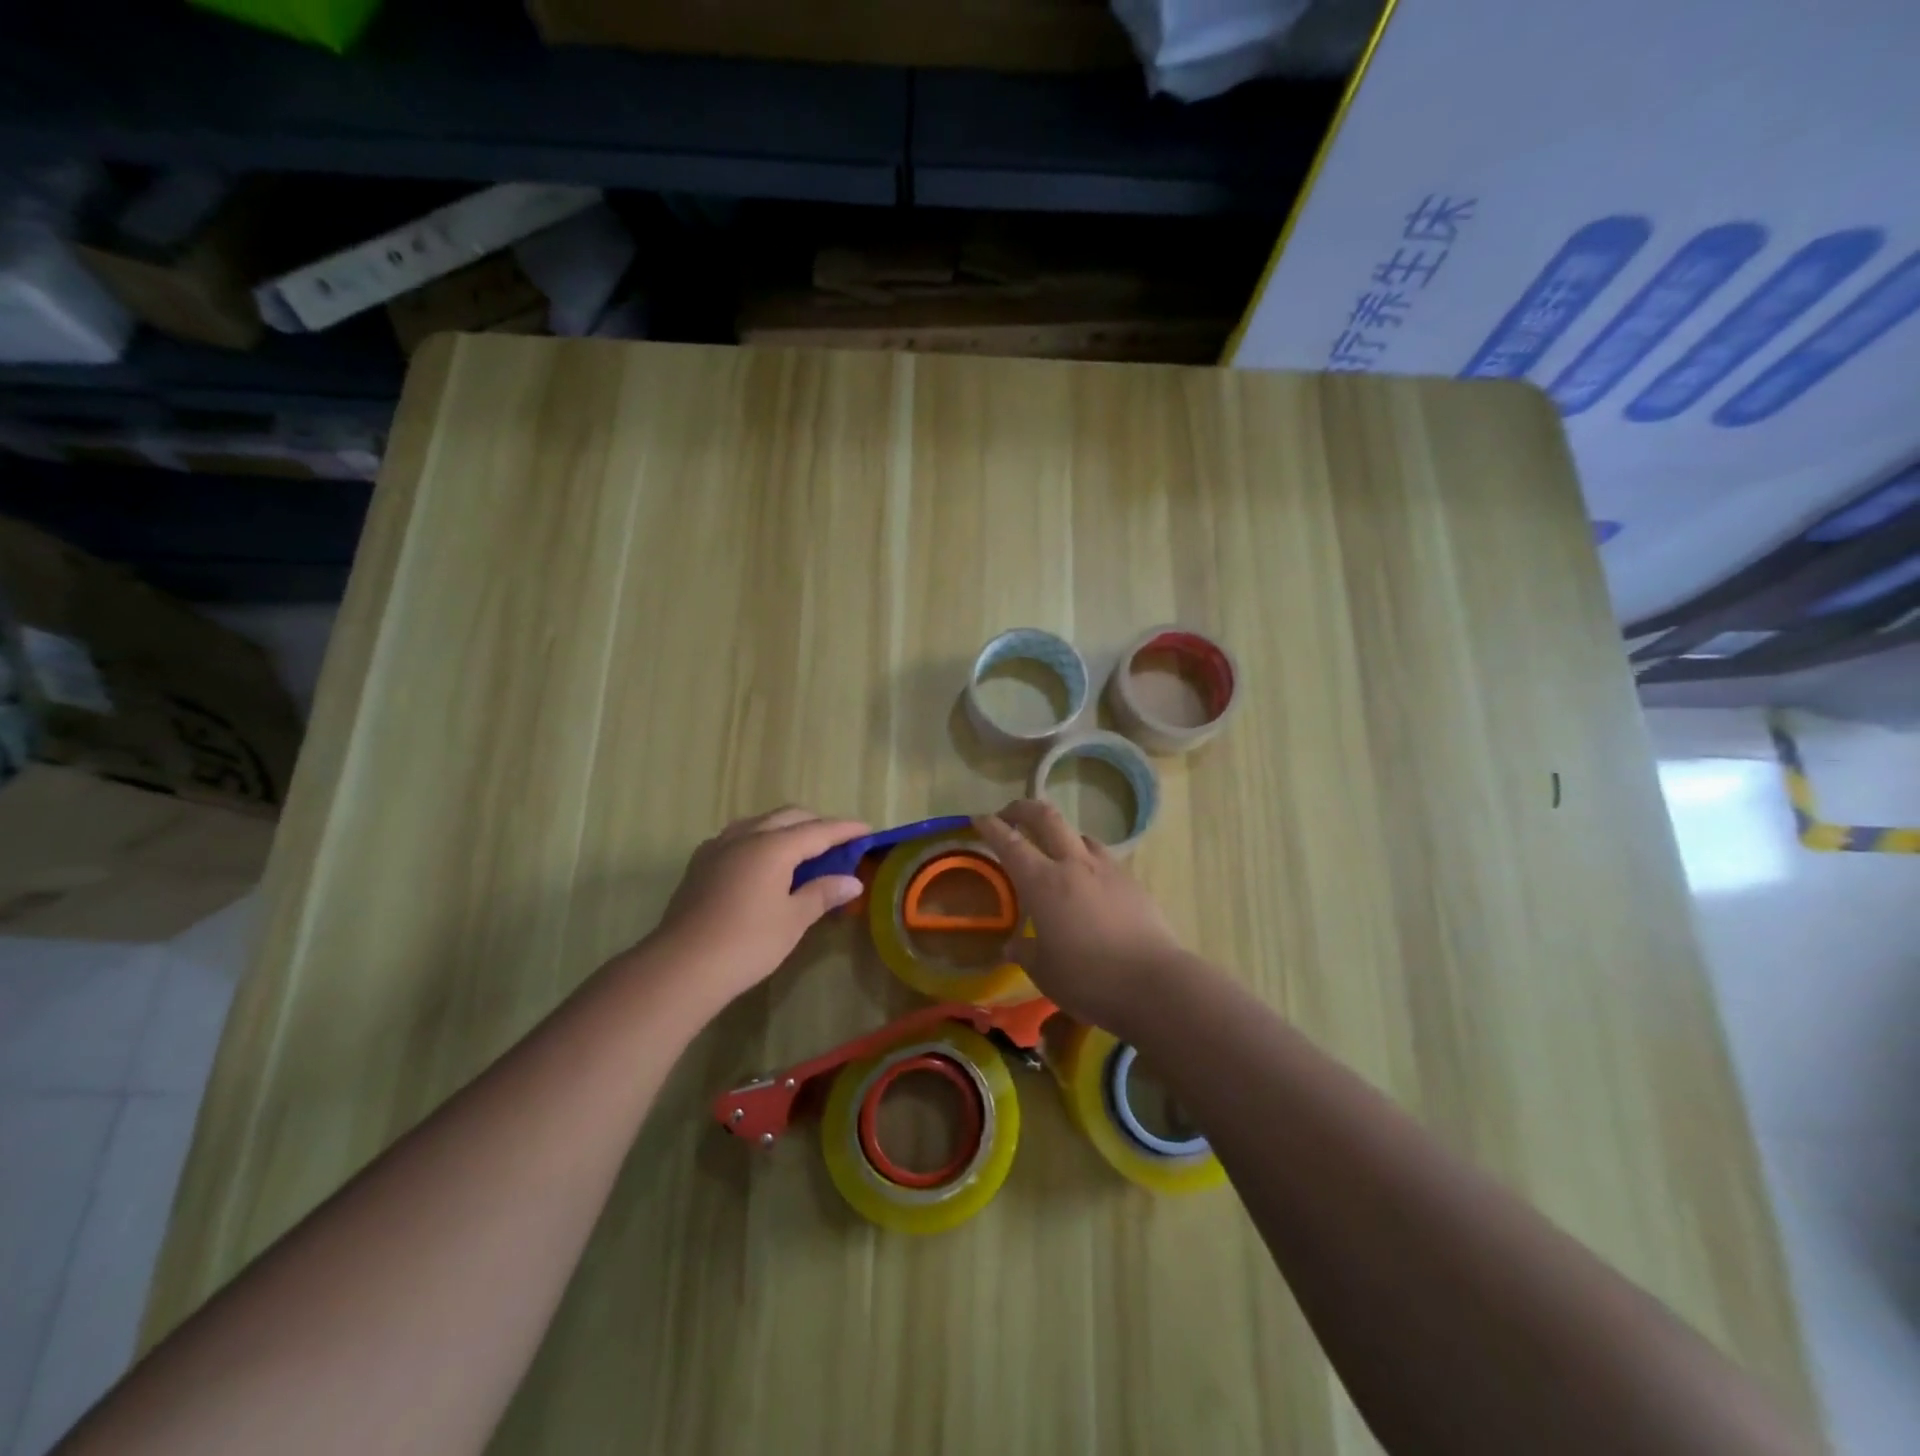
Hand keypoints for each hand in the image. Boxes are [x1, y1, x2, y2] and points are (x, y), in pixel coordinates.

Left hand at [646, 807, 868, 1010]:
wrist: (681, 966)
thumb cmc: (747, 943)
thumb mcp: (793, 920)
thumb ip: (822, 894)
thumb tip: (852, 881)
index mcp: (773, 846)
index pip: (819, 830)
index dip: (845, 829)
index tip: (868, 829)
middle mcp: (745, 836)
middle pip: (789, 817)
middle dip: (817, 824)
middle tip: (839, 841)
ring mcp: (718, 847)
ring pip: (760, 822)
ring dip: (786, 828)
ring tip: (802, 848)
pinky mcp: (700, 863)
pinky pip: (738, 837)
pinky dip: (760, 838)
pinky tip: (762, 861)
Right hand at [973, 800, 1185, 1030]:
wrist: (1154, 983)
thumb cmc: (1088, 979)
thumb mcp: (1045, 971)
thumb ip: (1025, 952)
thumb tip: (1012, 946)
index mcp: (1043, 883)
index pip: (1010, 843)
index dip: (991, 827)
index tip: (978, 818)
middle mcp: (1074, 865)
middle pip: (1047, 818)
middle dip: (1024, 808)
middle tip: (1010, 813)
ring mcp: (1108, 869)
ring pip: (1079, 834)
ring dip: (1060, 834)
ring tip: (1054, 851)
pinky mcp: (1132, 882)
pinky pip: (1103, 858)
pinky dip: (1087, 860)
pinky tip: (1090, 883)